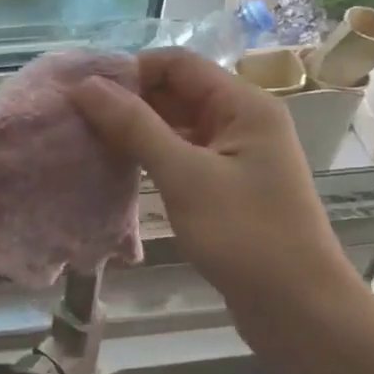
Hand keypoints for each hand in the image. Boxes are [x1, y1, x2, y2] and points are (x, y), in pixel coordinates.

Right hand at [71, 50, 352, 334]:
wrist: (298, 308)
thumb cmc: (245, 235)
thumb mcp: (185, 176)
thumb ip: (135, 127)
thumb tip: (86, 86)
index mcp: (243, 105)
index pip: (178, 65)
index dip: (130, 71)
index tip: (83, 93)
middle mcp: (241, 121)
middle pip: (176, 93)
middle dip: (127, 102)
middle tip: (75, 120)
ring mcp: (234, 156)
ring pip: (176, 127)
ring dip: (135, 132)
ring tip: (85, 142)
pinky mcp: (225, 187)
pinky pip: (181, 157)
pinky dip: (150, 159)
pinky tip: (116, 170)